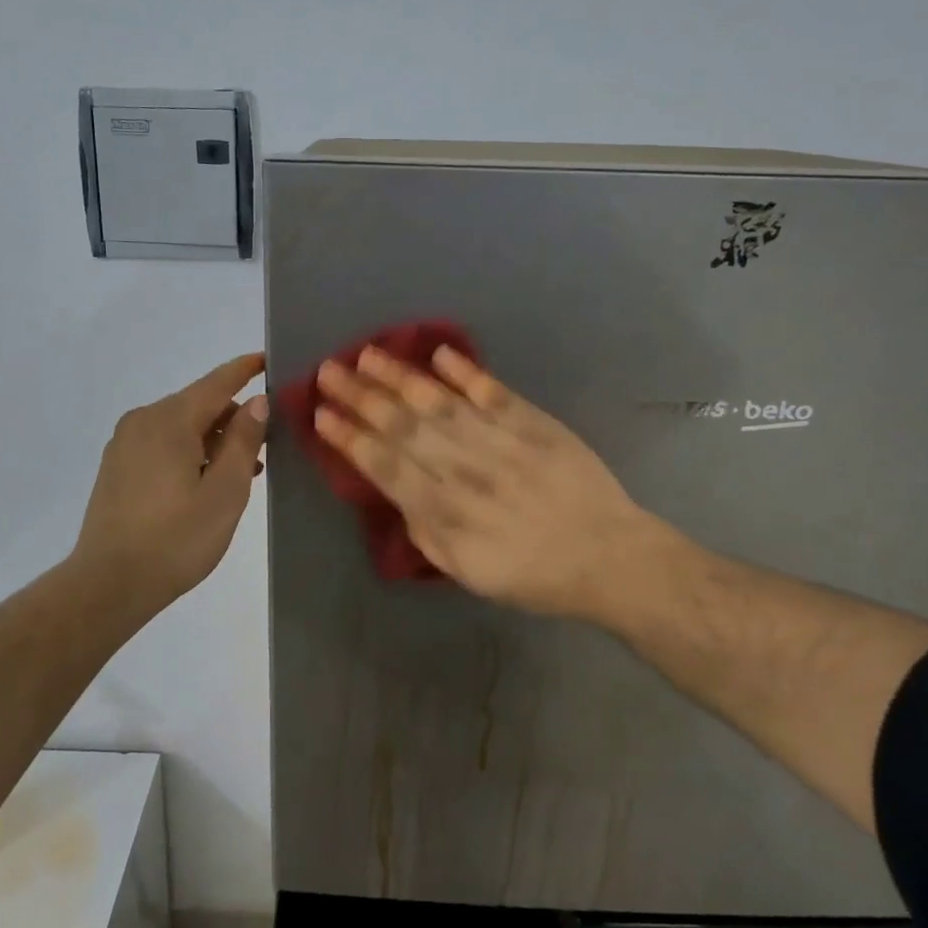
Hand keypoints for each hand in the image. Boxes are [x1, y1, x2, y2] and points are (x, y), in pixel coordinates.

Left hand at [72, 353, 269, 617]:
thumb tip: (257, 402)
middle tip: (267, 444)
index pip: (216, 382)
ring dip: (213, 439)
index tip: (268, 359)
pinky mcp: (117, 467)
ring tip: (244, 470)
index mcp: (170, 420)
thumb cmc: (176, 539)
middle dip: (233, 416)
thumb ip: (243, 441)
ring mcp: (125, 444)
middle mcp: (143, 420)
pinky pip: (163, 444)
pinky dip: (190, 452)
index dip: (245, 369)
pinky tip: (208, 481)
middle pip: (199, 404)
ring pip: (181, 427)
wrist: (109, 584)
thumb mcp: (225, 491)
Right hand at [314, 345, 682, 625]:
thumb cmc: (533, 574)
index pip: (384, 466)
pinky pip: (491, 392)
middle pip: (401, 426)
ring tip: (367, 354)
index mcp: (443, 511)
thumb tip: (399, 497)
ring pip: (438, 403)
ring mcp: (498, 441)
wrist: (606, 556)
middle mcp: (462, 469)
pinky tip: (439, 354)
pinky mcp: (531, 422)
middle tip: (328, 370)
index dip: (350, 438)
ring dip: (399, 377)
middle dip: (360, 397)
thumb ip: (426, 533)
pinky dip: (465, 372)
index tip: (321, 415)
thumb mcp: (467, 572)